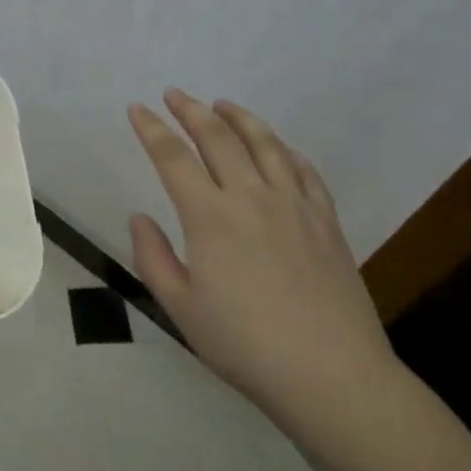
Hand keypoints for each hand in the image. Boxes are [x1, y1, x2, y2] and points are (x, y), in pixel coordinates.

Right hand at [127, 90, 398, 442]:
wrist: (333, 376)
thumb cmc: (246, 346)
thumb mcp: (181, 309)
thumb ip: (153, 257)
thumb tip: (139, 217)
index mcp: (210, 217)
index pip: (173, 157)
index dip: (151, 129)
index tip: (137, 109)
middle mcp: (251, 197)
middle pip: (218, 137)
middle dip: (191, 110)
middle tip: (174, 94)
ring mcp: (294, 205)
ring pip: (265, 143)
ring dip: (239, 117)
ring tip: (222, 103)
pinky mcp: (326, 220)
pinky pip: (303, 169)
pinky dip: (283, 148)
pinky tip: (276, 146)